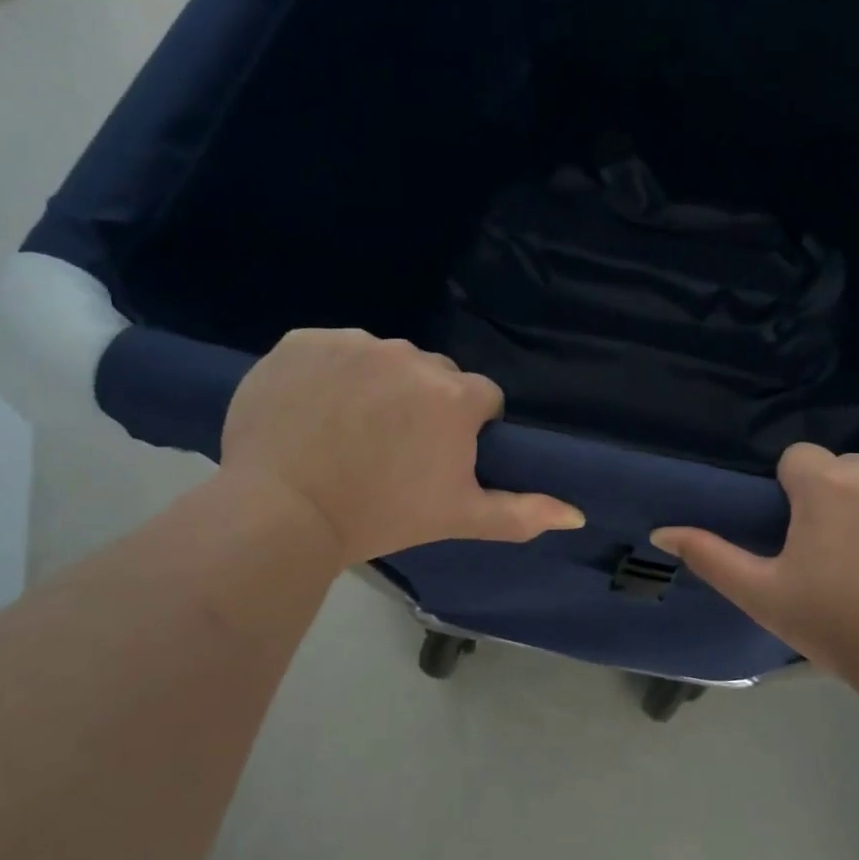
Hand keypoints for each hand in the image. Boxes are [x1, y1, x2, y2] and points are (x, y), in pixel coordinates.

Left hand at [221, 330, 583, 563]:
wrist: (281, 512)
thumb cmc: (381, 516)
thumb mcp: (458, 518)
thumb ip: (522, 513)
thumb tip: (577, 515)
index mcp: (454, 396)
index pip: (480, 398)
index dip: (466, 429)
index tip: (437, 458)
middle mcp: (410, 357)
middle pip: (433, 374)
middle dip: (424, 403)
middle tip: (392, 448)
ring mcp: (353, 344)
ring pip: (383, 359)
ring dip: (377, 384)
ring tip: (348, 431)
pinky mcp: (302, 341)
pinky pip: (331, 350)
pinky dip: (329, 373)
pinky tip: (314, 411)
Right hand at [651, 444, 858, 691]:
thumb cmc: (838, 629)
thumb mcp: (763, 595)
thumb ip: (709, 556)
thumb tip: (661, 531)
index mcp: (827, 485)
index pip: (799, 460)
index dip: (797, 495)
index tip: (808, 538)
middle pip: (848, 470)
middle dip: (842, 500)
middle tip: (848, 559)